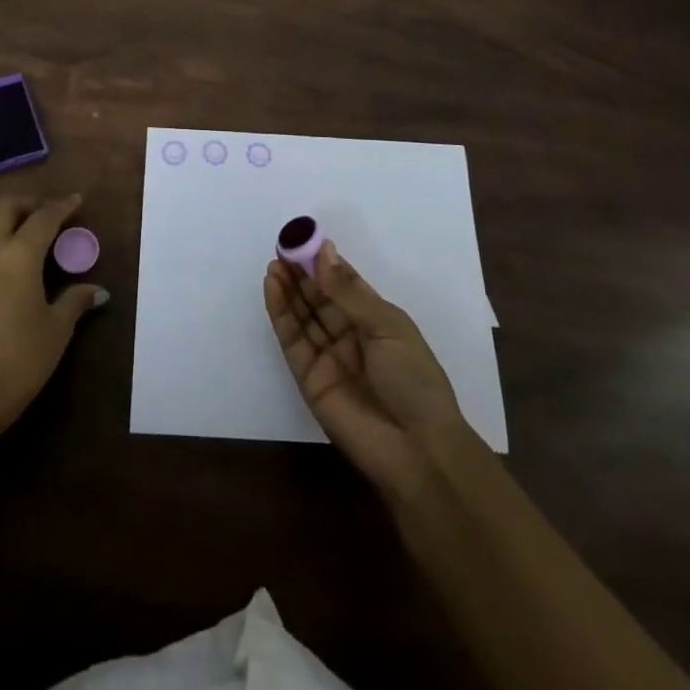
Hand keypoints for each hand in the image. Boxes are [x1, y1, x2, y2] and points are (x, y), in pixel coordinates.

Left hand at [0, 194, 108, 433]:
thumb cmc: (17, 360)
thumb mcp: (55, 331)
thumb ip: (74, 302)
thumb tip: (97, 290)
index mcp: (18, 254)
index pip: (44, 218)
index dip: (62, 206)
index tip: (76, 200)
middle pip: (6, 207)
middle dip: (29, 203)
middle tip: (49, 211)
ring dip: (3, 214)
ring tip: (22, 225)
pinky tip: (0, 250)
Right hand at [264, 240, 468, 498]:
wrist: (417, 450)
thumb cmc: (414, 380)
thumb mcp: (386, 327)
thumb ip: (347, 291)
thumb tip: (323, 250)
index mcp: (377, 320)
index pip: (345, 284)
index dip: (324, 262)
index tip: (303, 238)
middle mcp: (351, 335)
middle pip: (320, 298)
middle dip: (301, 272)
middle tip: (282, 247)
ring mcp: (329, 357)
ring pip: (303, 315)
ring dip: (288, 289)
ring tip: (273, 263)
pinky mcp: (308, 378)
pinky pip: (292, 340)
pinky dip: (281, 314)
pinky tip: (272, 288)